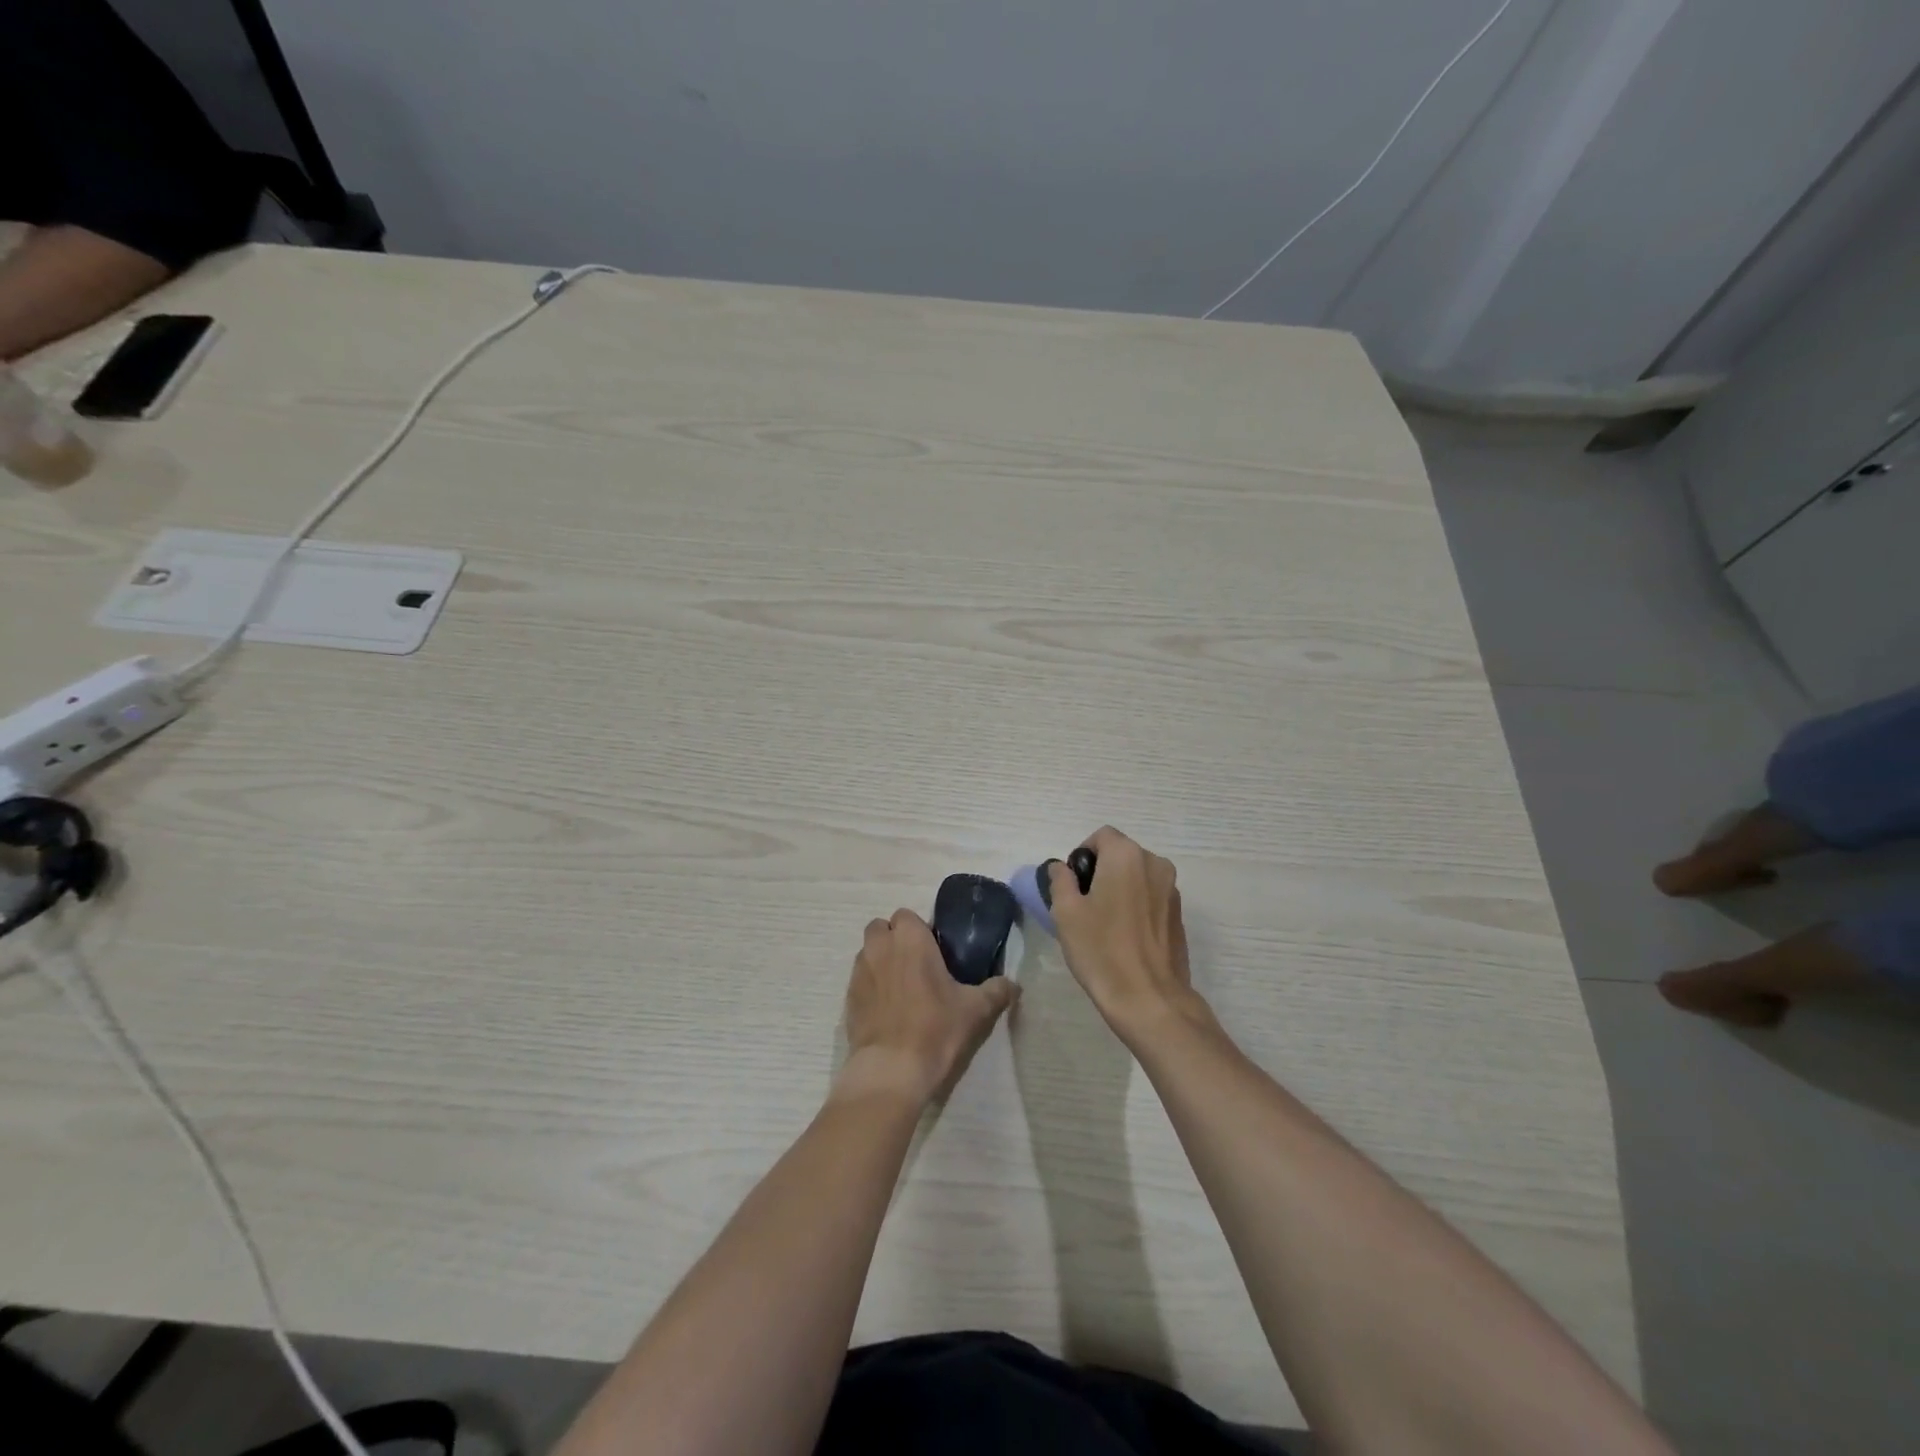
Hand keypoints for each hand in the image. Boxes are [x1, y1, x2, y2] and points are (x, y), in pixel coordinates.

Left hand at [837, 909, 1017, 1106]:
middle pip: (881, 928)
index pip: (907, 915)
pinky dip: (871, 987)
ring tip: (902, 988)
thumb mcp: (976, 1010)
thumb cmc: (936, 1029)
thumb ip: (997, 991)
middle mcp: (880, 947)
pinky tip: (888, 1011)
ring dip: (881, 960)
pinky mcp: (848, 999)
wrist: (891, 1071)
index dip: (920, 930)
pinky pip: (860, 980)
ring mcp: (859, 972)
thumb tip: (1013, 985)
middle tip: (917, 965)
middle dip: (895, 940)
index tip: (935, 952)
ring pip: (868, 952)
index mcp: (910, 939)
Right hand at [1049, 827, 1206, 1043]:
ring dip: (1120, 889)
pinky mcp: (1179, 915)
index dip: (1082, 856)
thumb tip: (1062, 868)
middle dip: (1101, 872)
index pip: (1101, 836)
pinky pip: (1151, 897)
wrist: (1149, 999)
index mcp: (1127, 856)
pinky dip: (1136, 906)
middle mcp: (1155, 864)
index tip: (1073, 886)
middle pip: (1121, 854)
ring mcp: (1172, 890)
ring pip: (1137, 876)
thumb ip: (1060, 880)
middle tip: (1084, 907)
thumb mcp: (1066, 912)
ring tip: (1104, 924)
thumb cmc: (1101, 950)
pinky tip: (1124, 937)